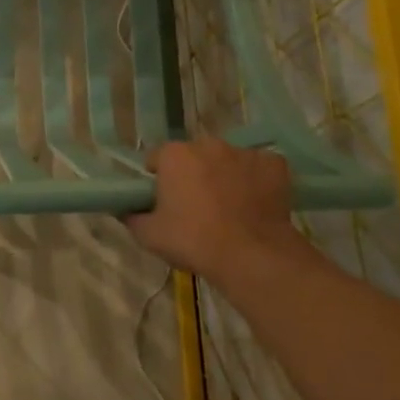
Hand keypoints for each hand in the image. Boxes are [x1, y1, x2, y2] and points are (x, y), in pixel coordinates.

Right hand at [124, 139, 314, 282]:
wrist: (251, 255)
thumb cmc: (193, 241)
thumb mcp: (149, 236)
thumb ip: (132, 217)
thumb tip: (125, 210)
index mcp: (174, 155)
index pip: (157, 159)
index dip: (158, 179)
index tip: (163, 201)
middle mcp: (208, 144)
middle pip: (194, 156)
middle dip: (193, 174)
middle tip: (195, 206)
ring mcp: (244, 152)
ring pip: (227, 160)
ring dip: (224, 176)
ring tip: (229, 208)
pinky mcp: (274, 164)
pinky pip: (259, 168)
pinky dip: (256, 181)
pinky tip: (256, 204)